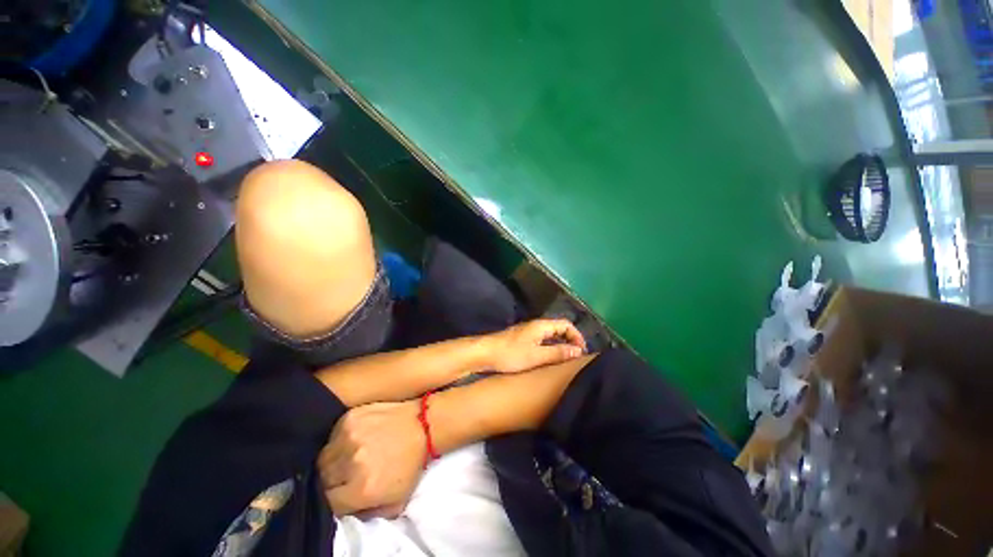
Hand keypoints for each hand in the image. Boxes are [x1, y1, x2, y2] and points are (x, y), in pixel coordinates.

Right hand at [318, 401, 424, 518]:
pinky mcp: (350, 418)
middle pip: (322, 479)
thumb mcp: (395, 502)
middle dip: (331, 481)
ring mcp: (349, 437)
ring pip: (323, 458)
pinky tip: (352, 440)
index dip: (333, 500)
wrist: (423, 424)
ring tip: (347, 458)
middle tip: (344, 475)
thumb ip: (366, 514)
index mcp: (361, 489)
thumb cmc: (411, 464)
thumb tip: (343, 510)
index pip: (328, 503)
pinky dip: (337, 441)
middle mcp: (351, 463)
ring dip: (331, 461)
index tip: (340, 493)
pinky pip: (332, 436)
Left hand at [484, 319, 586, 373]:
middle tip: (576, 357)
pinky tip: (549, 359)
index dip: (577, 336)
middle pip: (559, 328)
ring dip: (560, 344)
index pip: (566, 324)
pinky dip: (550, 347)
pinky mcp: (522, 339)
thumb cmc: (511, 354)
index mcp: (541, 325)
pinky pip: (542, 340)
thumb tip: (578, 351)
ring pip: (550, 335)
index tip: (582, 351)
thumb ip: (557, 353)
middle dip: (570, 340)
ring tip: (566, 360)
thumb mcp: (537, 356)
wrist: (485, 353)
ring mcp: (528, 331)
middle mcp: (536, 325)